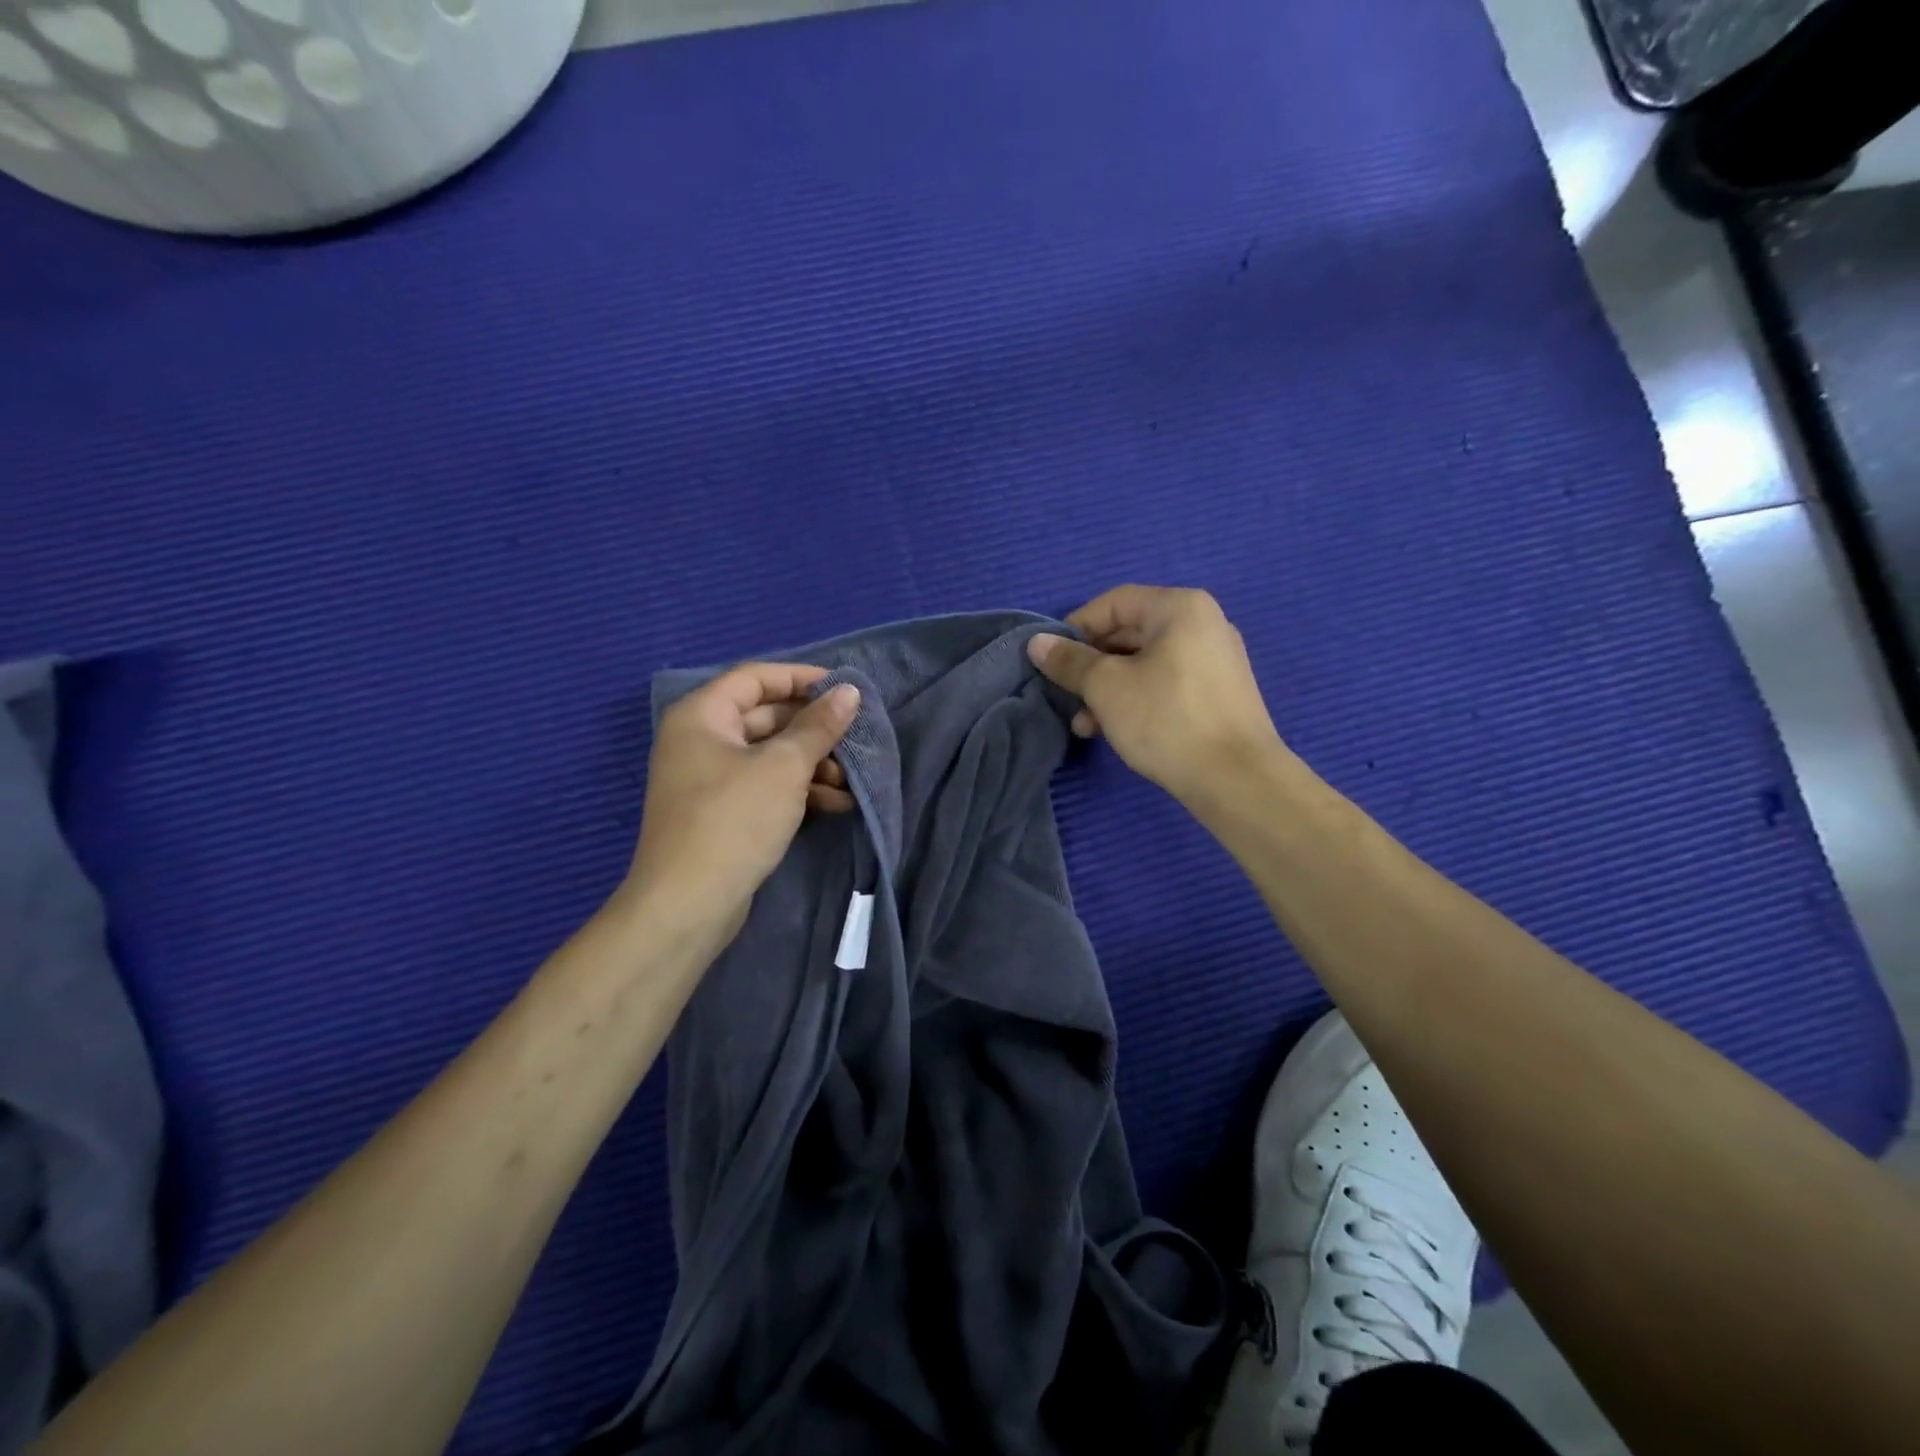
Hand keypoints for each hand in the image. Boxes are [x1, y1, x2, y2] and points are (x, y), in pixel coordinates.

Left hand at [621, 664, 860, 956]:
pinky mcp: (724, 812)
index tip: (845, 690)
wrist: (688, 905)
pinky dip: (799, 791)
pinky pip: (766, 786)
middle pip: (767, 717)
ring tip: (849, 782)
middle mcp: (701, 739)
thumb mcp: (784, 767)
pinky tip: (836, 805)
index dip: (802, 678)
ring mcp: (710, 778)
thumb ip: (819, 726)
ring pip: (771, 755)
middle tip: (855, 740)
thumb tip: (849, 690)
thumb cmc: (734, 820)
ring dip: (813, 765)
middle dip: (814, 730)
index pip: (756, 677)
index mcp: (702, 715)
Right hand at [1028, 586, 1282, 807]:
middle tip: (1066, 695)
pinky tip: (1113, 730)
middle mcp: (1203, 624)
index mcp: (1180, 607)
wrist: (1236, 779)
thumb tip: (1037, 643)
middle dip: (1091, 666)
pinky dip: (1136, 699)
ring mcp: (1215, 660)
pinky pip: (1165, 684)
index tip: (1052, 661)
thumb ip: (1069, 661)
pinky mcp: (1218, 694)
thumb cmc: (1166, 719)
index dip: (1076, 628)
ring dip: (1108, 689)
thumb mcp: (1106, 687)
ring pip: (1144, 663)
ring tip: (1084, 724)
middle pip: (1129, 633)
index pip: (1114, 603)